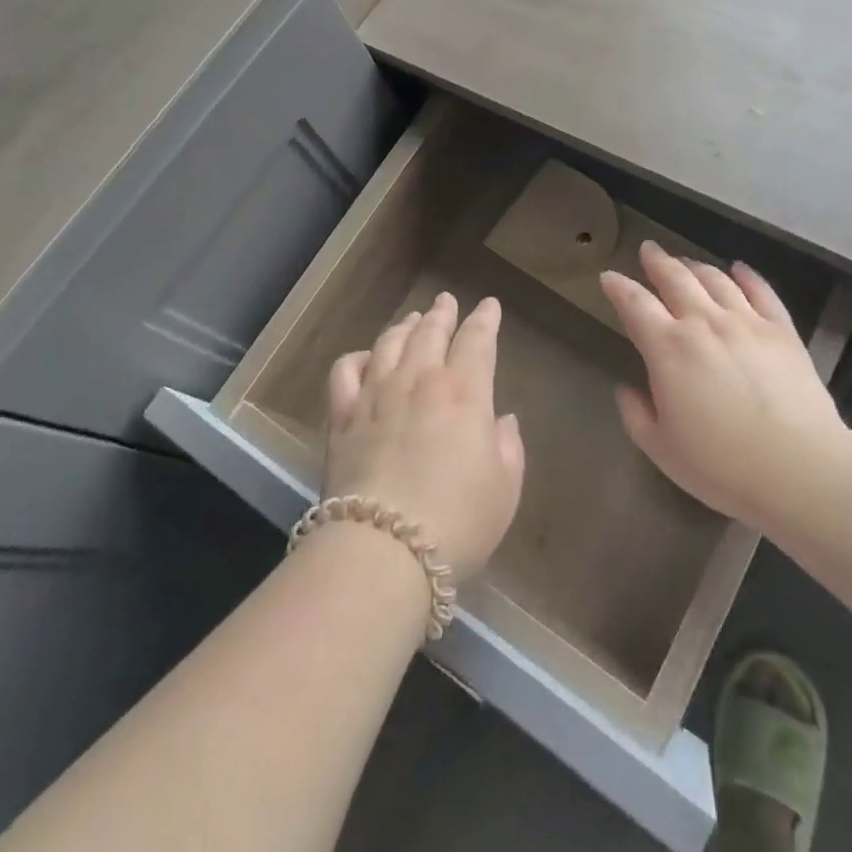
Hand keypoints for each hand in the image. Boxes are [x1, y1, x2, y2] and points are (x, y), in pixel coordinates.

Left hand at [324, 292, 525, 581]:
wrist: (383, 550)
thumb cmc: (458, 522)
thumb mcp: (505, 487)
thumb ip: (508, 445)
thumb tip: (500, 419)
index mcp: (465, 392)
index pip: (477, 340)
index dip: (485, 319)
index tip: (489, 306)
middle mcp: (420, 381)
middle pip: (431, 331)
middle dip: (443, 312)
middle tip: (447, 300)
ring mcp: (376, 394)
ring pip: (390, 343)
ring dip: (405, 326)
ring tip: (412, 319)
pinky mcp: (342, 416)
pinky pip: (346, 371)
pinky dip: (358, 357)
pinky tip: (367, 358)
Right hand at [601, 241, 850, 531]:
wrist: (800, 468)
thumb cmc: (722, 465)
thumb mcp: (662, 448)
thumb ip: (636, 415)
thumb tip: (626, 389)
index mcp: (668, 348)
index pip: (635, 304)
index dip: (618, 287)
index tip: (608, 276)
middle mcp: (704, 323)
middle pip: (675, 278)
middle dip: (657, 261)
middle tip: (648, 250)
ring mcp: (746, 322)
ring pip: (715, 279)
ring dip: (695, 266)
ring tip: (685, 262)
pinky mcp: (782, 330)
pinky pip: (761, 291)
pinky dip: (747, 275)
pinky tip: (739, 269)